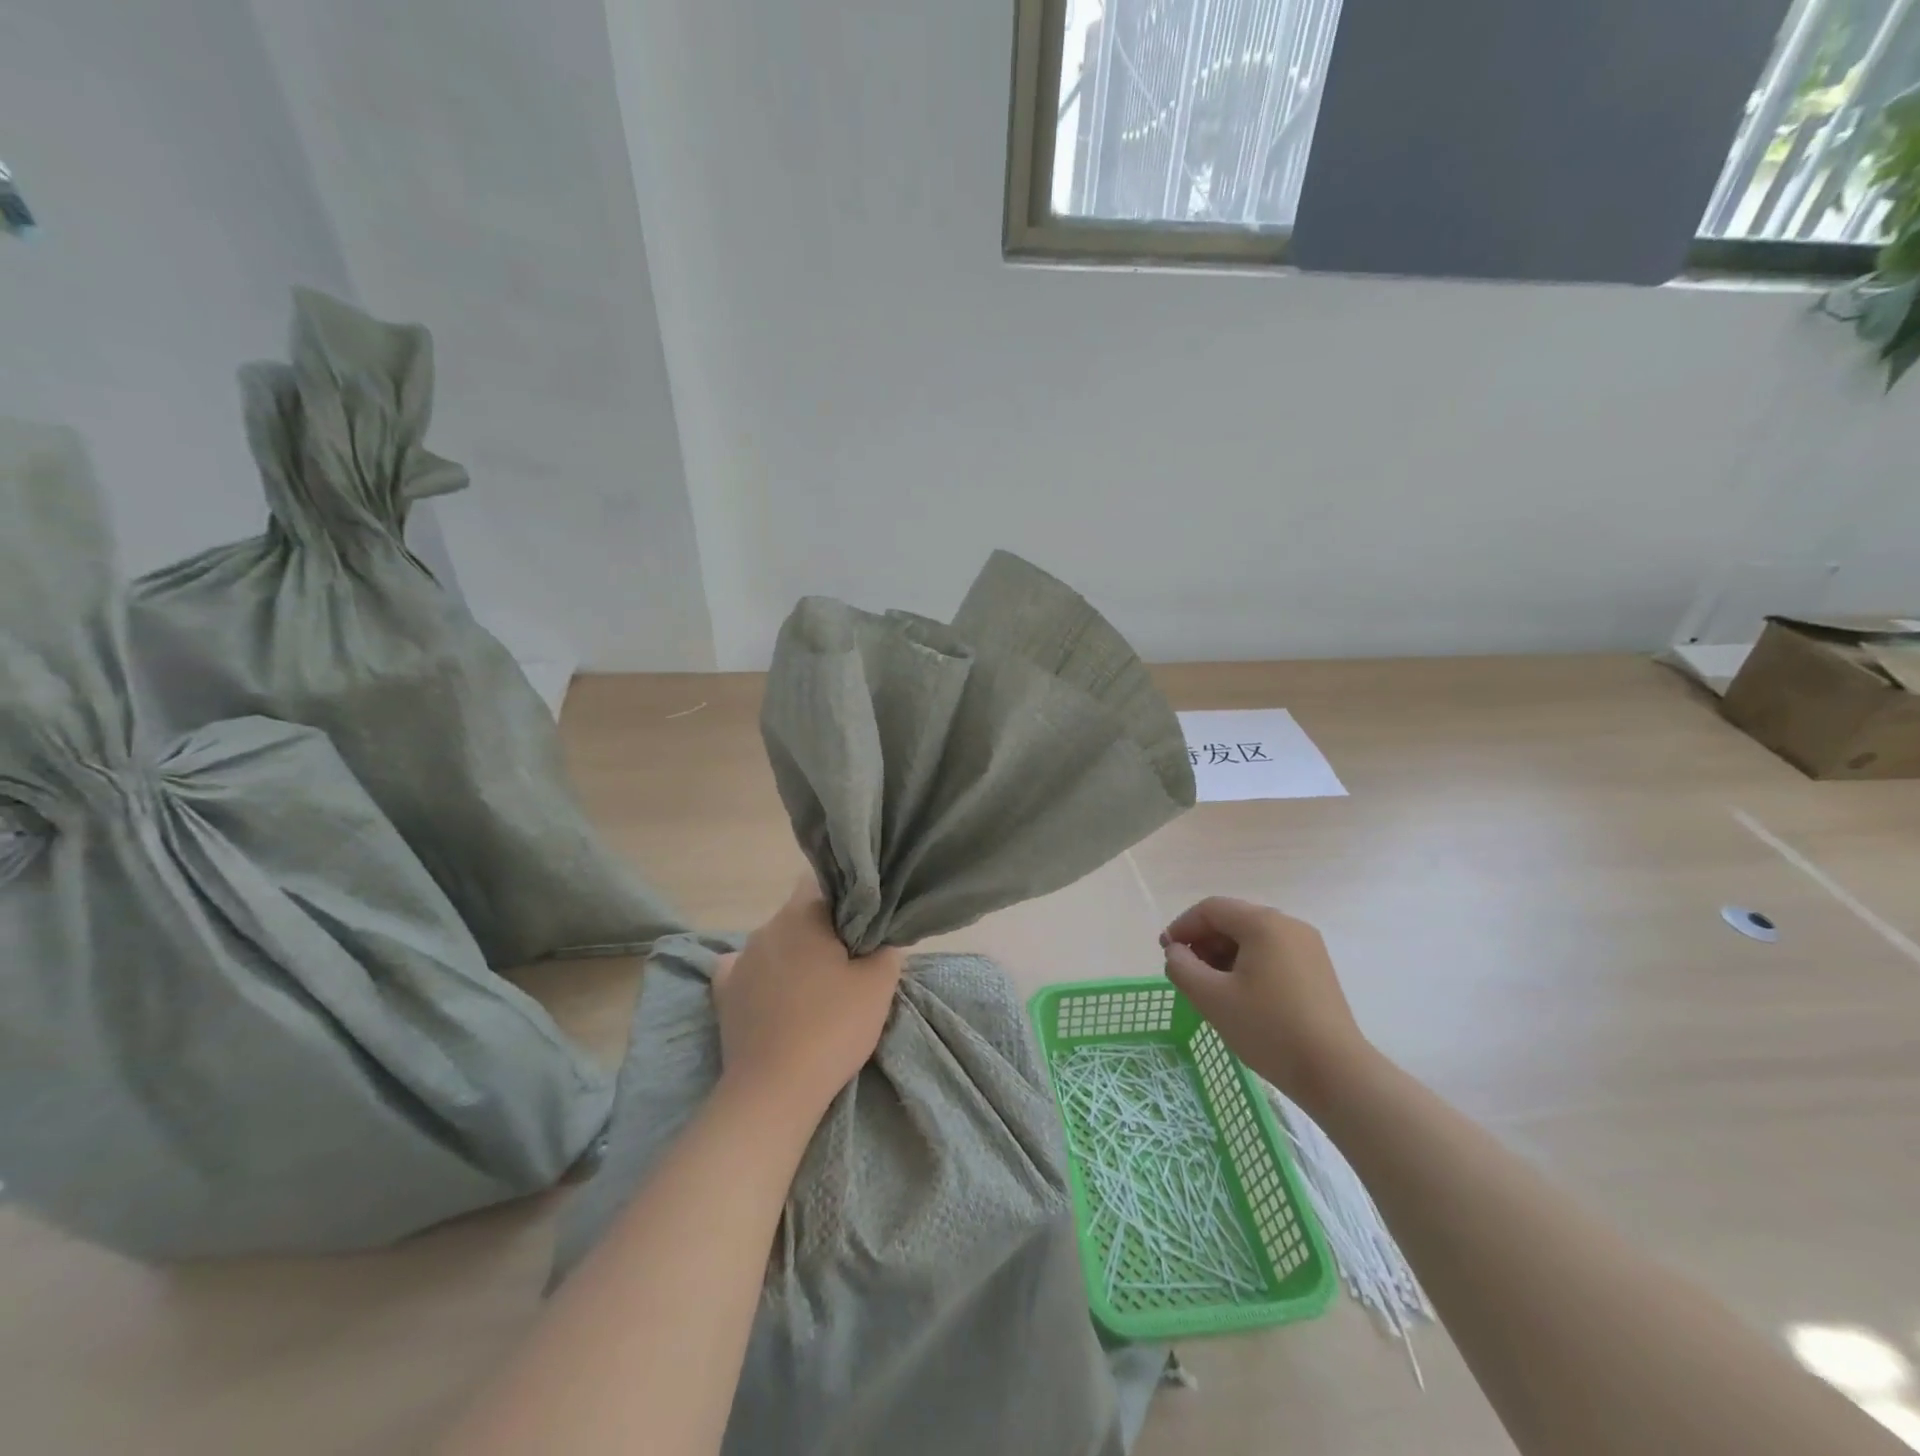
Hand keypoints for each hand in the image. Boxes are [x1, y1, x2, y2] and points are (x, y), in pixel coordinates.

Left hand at [712, 878, 904, 1116]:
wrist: (775, 1089)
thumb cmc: (833, 1027)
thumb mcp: (879, 984)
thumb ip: (886, 947)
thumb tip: (879, 935)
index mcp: (804, 914)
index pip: (825, 883)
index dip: (847, 899)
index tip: (863, 925)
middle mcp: (767, 926)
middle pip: (801, 914)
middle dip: (823, 931)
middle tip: (847, 963)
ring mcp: (740, 959)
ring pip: (776, 942)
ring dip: (794, 955)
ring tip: (814, 990)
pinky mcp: (723, 991)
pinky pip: (746, 970)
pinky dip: (762, 977)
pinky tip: (774, 997)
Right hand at [1161, 896, 1372, 1108]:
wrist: (1336, 1073)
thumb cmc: (1268, 1029)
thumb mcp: (1211, 997)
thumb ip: (1182, 967)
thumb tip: (1176, 952)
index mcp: (1263, 923)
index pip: (1211, 909)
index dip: (1182, 926)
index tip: (1165, 953)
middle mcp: (1289, 925)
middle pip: (1233, 920)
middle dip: (1203, 942)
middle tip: (1186, 972)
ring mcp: (1308, 947)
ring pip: (1252, 938)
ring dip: (1224, 955)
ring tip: (1210, 987)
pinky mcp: (1317, 970)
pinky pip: (1272, 954)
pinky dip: (1247, 965)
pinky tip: (1239, 994)